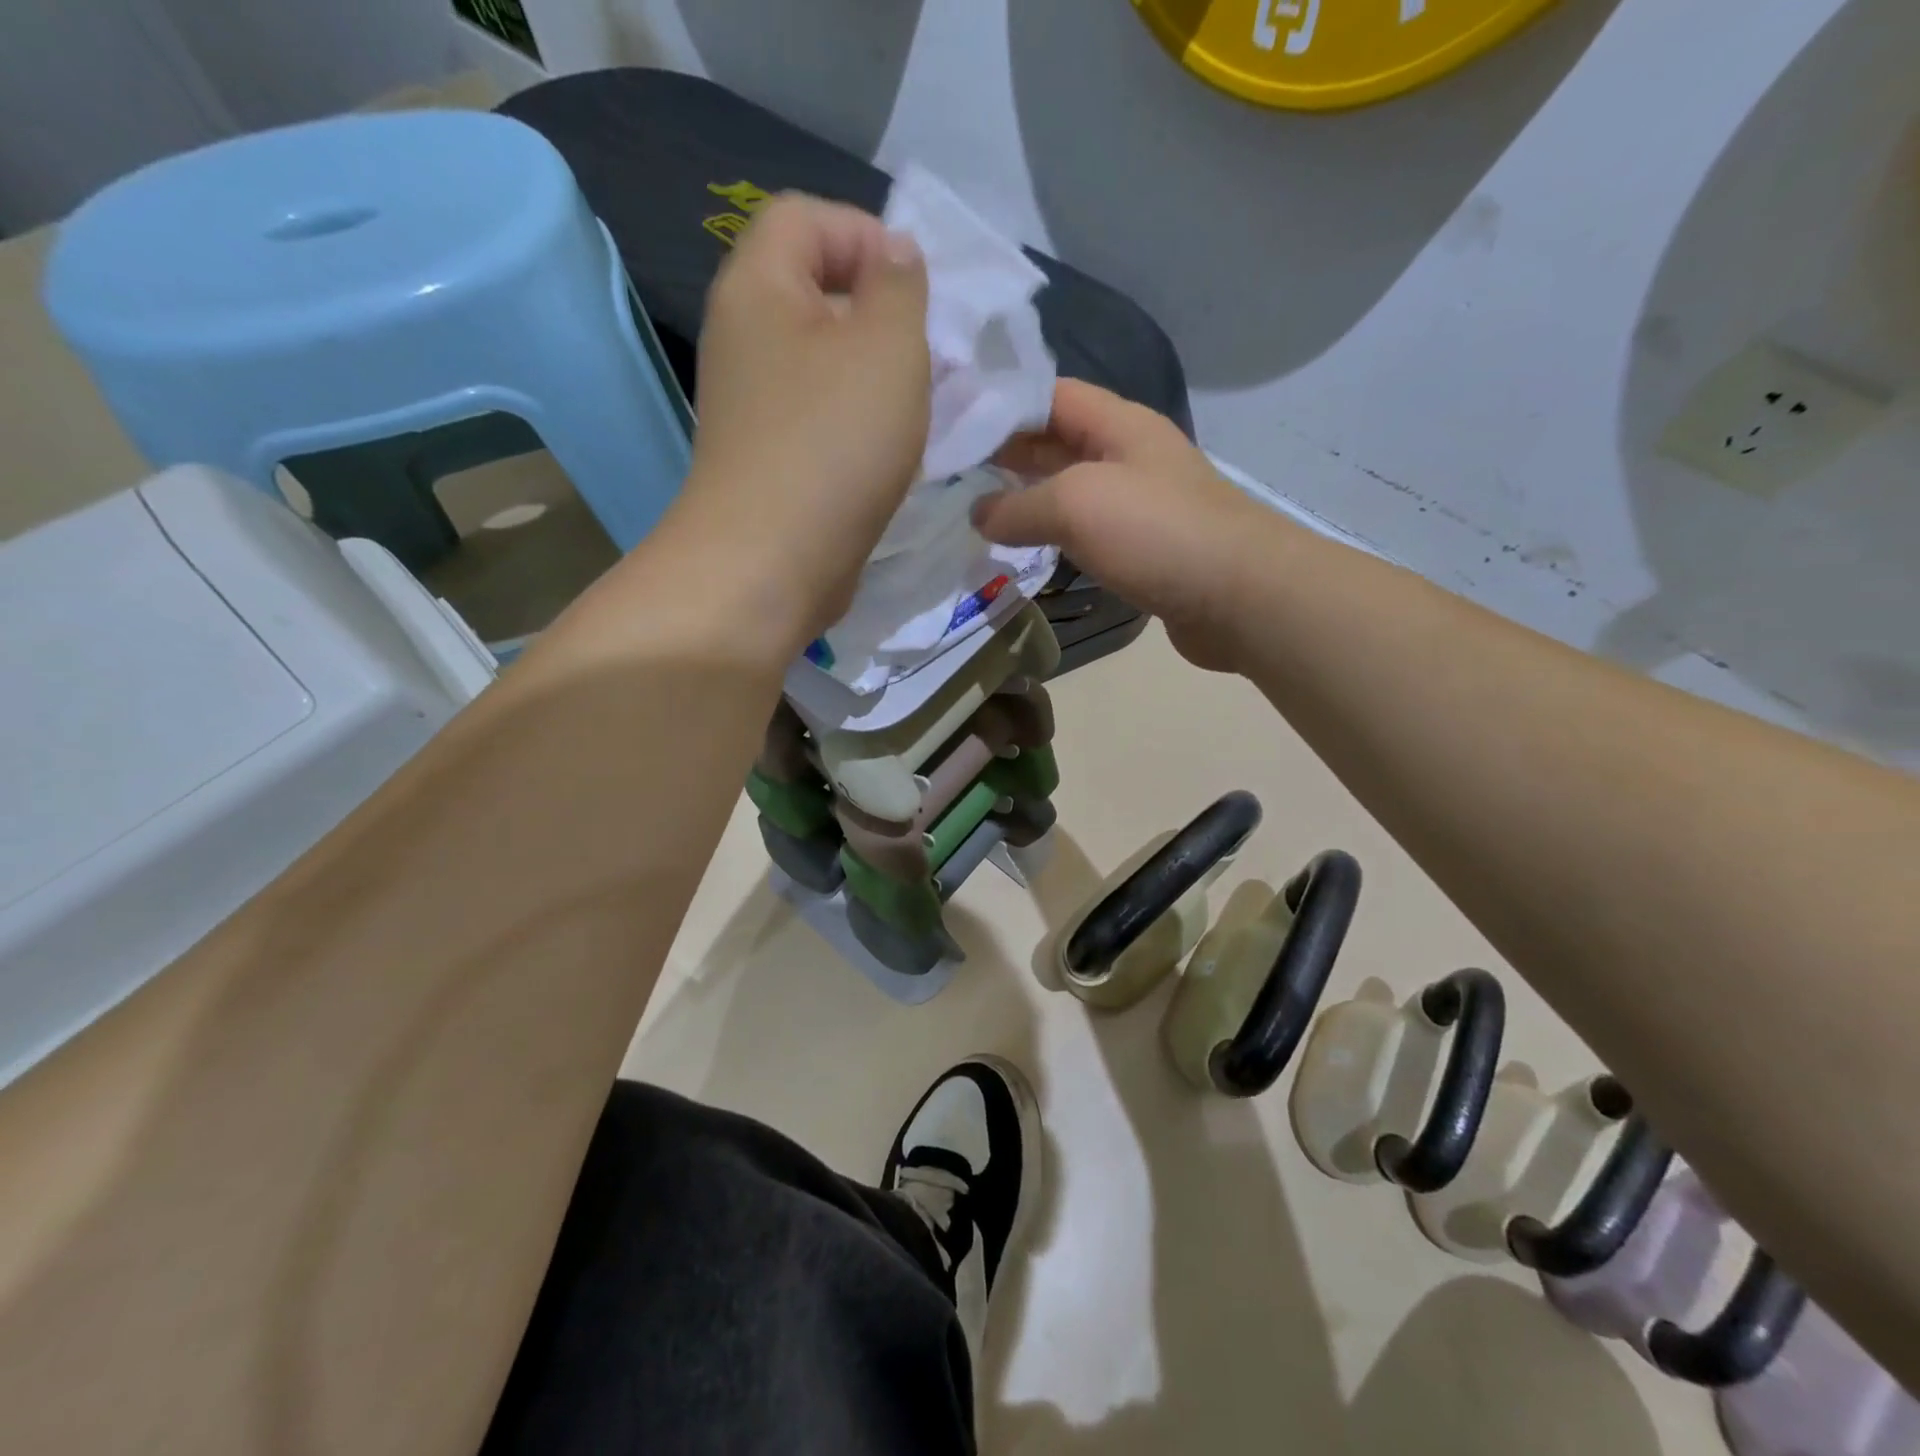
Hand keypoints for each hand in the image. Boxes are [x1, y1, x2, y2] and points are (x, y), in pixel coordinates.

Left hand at [678, 194, 930, 644]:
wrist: (771, 565)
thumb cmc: (834, 445)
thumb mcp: (888, 346)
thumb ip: (899, 287)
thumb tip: (893, 258)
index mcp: (758, 287)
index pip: (806, 217)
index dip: (868, 235)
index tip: (918, 294)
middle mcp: (744, 337)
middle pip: (817, 291)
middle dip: (883, 314)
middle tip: (930, 357)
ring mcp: (752, 404)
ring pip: (824, 362)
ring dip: (877, 377)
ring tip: (921, 409)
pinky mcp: (770, 458)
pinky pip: (821, 416)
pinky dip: (859, 422)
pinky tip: (894, 452)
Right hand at [977, 380, 1290, 671]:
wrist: (1238, 596)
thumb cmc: (1156, 533)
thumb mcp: (1075, 504)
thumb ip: (1018, 507)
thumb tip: (977, 515)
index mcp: (1118, 424)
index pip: (1049, 395)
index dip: (1001, 403)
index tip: (952, 421)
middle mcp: (1130, 455)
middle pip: (1058, 441)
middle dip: (1008, 452)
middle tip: (952, 468)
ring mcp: (1140, 503)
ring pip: (1071, 488)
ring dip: (1029, 497)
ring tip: (977, 508)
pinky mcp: (1145, 548)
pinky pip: (1088, 530)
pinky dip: (1055, 534)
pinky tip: (1027, 547)